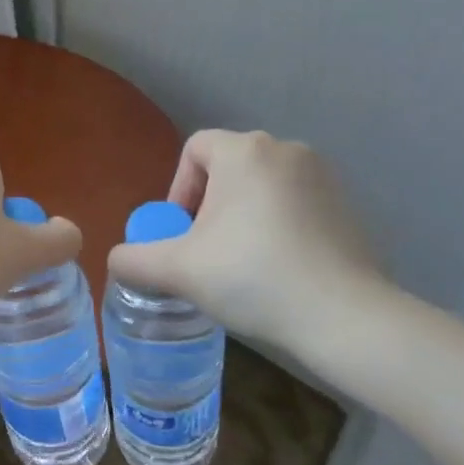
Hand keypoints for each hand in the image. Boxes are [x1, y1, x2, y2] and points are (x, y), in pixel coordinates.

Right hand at [108, 130, 396, 356]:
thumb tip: (117, 259)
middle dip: (210, 205)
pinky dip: (279, 224)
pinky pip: (295, 202)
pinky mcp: (346, 203)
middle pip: (228, 167)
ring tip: (242, 262)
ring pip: (262, 185)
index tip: (182, 233)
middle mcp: (285, 148)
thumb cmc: (253, 277)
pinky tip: (281, 267)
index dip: (178, 189)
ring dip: (244, 215)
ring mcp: (322, 175)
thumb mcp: (179, 270)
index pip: (195, 149)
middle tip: (206, 251)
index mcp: (244, 151)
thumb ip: (135, 259)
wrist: (344, 316)